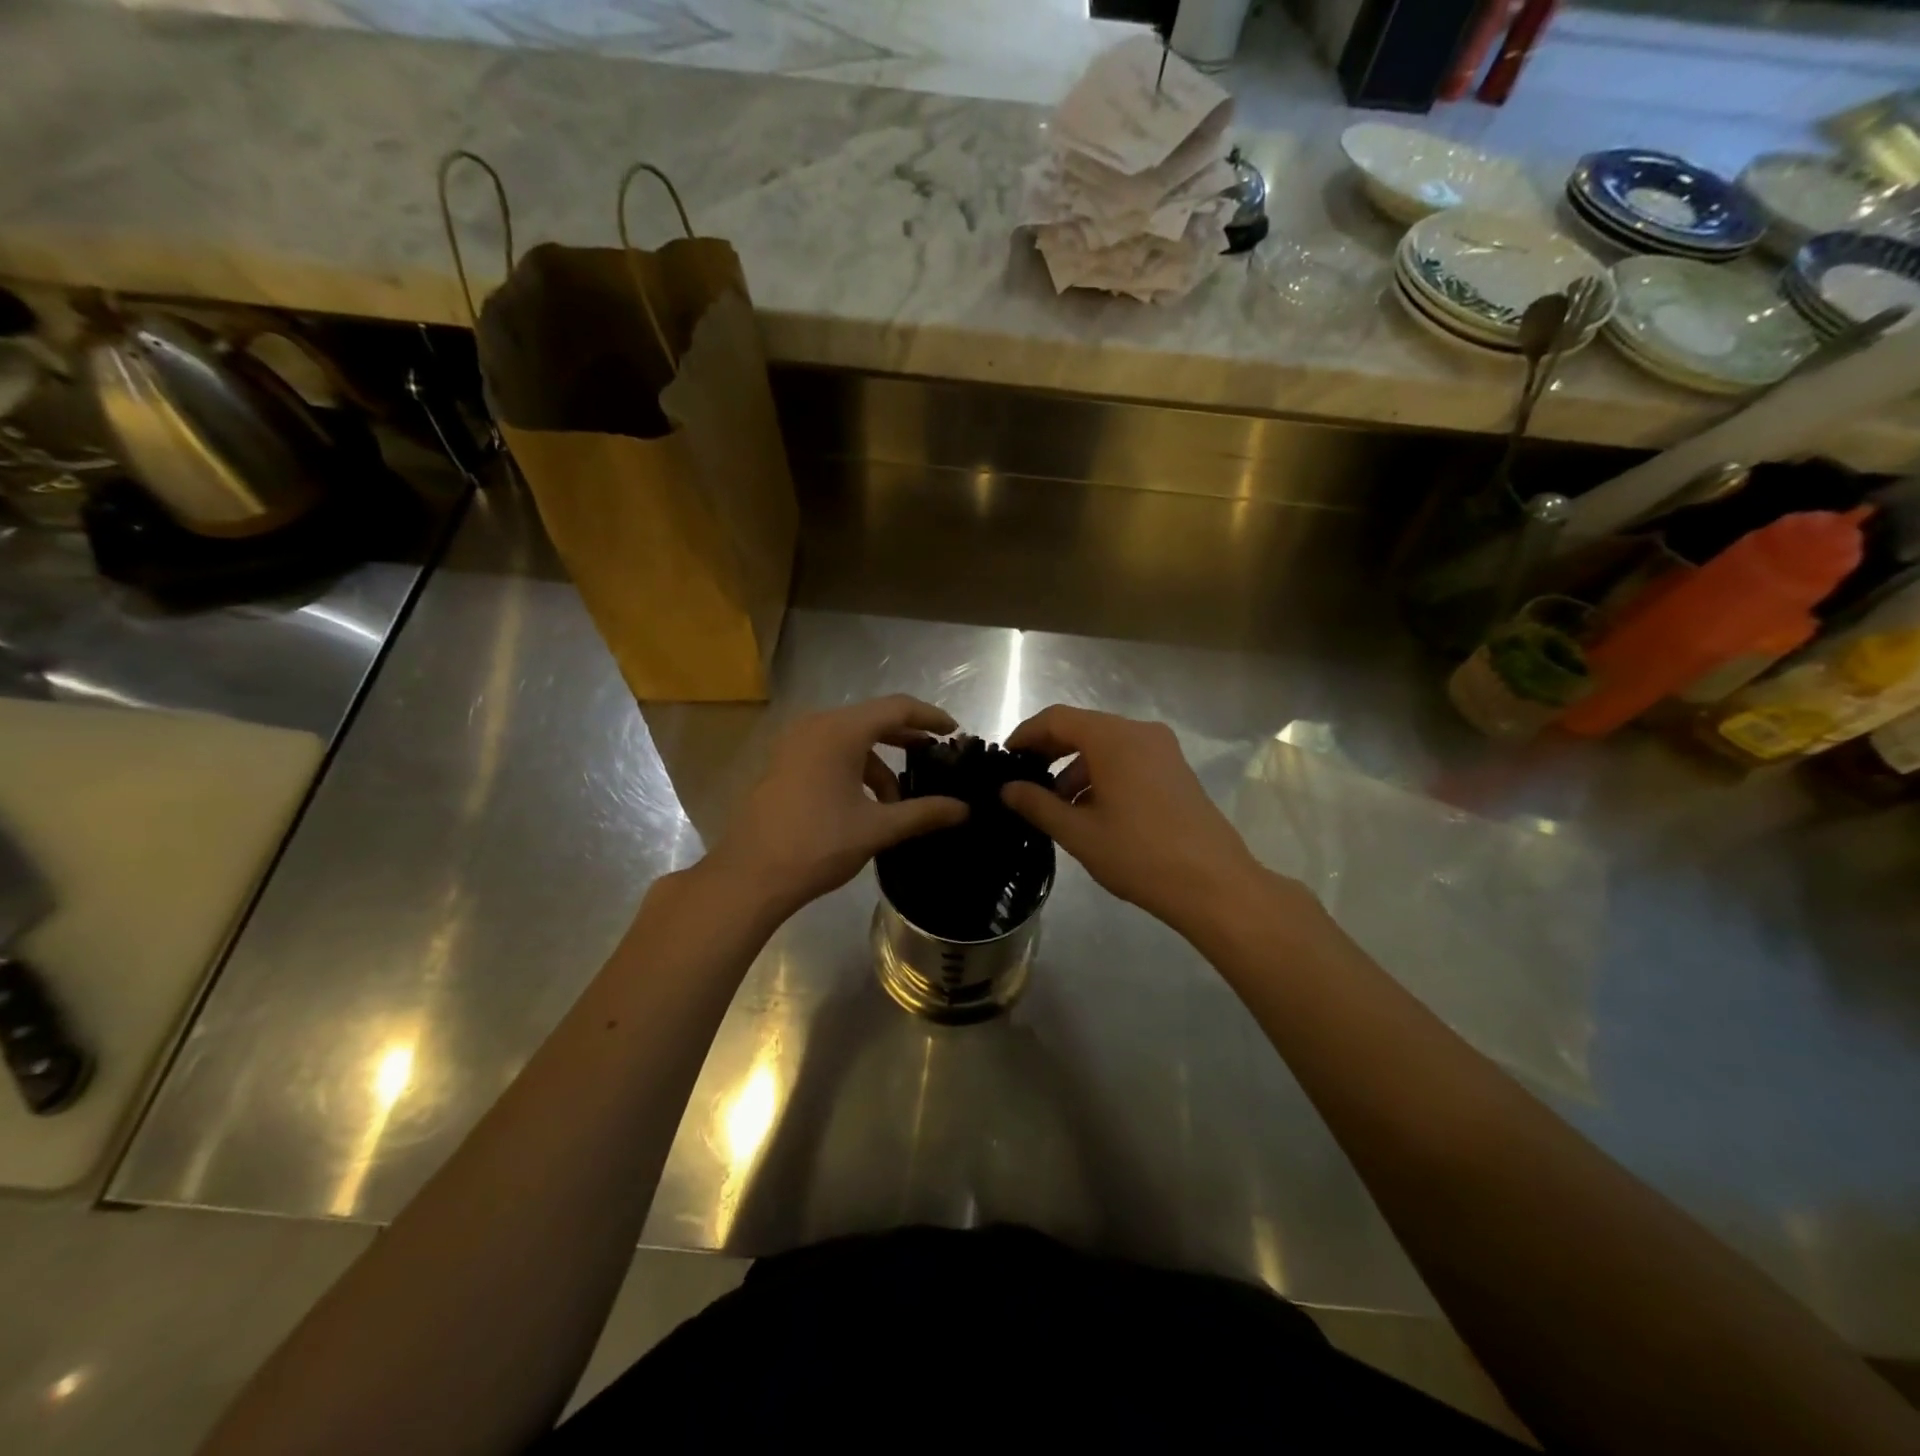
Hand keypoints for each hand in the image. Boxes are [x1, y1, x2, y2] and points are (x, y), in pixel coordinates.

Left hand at [704, 695, 968, 918]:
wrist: (750, 876)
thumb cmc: (818, 844)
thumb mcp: (877, 828)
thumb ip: (924, 813)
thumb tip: (964, 809)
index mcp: (839, 731)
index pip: (897, 708)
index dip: (930, 717)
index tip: (955, 733)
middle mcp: (815, 726)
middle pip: (872, 720)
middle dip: (906, 741)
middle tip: (936, 761)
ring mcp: (794, 744)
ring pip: (850, 740)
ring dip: (879, 764)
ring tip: (899, 802)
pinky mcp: (783, 763)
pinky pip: (829, 752)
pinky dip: (854, 770)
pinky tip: (866, 805)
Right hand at [1000, 705, 1285, 934]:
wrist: (1214, 884)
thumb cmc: (1139, 855)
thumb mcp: (1078, 832)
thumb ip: (1037, 804)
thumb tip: (1008, 789)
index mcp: (1114, 738)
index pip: (1057, 719)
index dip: (1026, 735)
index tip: (1005, 759)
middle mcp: (1140, 732)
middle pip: (1083, 728)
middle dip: (1050, 751)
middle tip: (1023, 781)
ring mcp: (1163, 750)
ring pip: (1106, 746)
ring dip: (1075, 768)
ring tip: (1055, 806)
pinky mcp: (1175, 770)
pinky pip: (1128, 759)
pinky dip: (1102, 775)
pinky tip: (1090, 811)